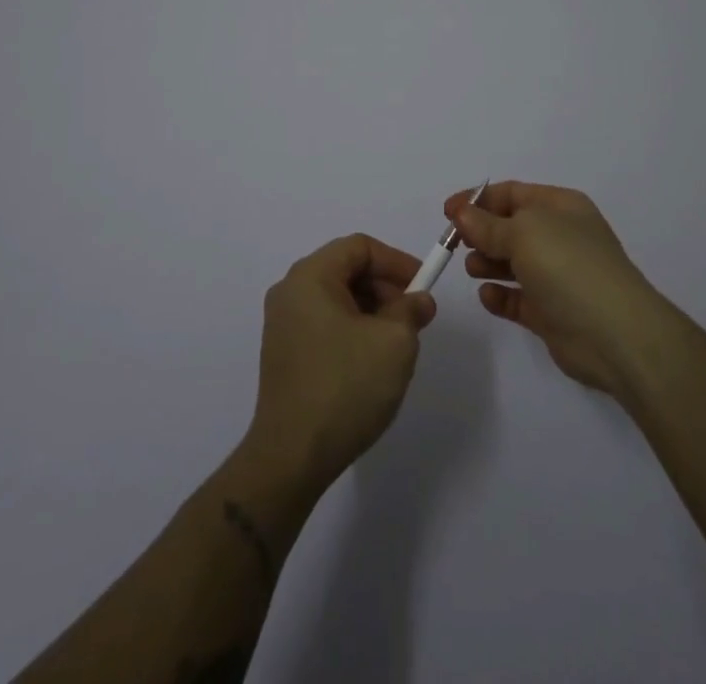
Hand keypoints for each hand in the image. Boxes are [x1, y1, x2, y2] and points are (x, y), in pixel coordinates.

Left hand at [243, 234, 436, 493]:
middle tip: (413, 318)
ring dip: (371, 312)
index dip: (396, 261)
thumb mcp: (394, 342)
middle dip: (385, 288)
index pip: (360, 247)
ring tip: (396, 345)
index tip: (422, 287)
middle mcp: (290, 291)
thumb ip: (411, 311)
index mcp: (310, 277)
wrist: (291, 458)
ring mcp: (282, 324)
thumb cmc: (345, 387)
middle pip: (346, 270)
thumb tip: (418, 301)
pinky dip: (352, 330)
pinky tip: (370, 363)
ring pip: (337, 299)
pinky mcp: (283, 354)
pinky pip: (325, 324)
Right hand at [446, 181, 666, 393]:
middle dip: (481, 232)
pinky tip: (488, 296)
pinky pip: (518, 298)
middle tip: (456, 243)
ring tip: (473, 269)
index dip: (478, 200)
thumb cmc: (569, 266)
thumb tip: (462, 214)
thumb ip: (488, 225)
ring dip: (488, 263)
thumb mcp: (524, 233)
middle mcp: (560, 236)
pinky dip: (500, 295)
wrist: (615, 334)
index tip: (447, 212)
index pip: (513, 194)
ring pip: (512, 262)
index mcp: (560, 207)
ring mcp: (557, 276)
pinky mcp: (551, 312)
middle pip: (510, 227)